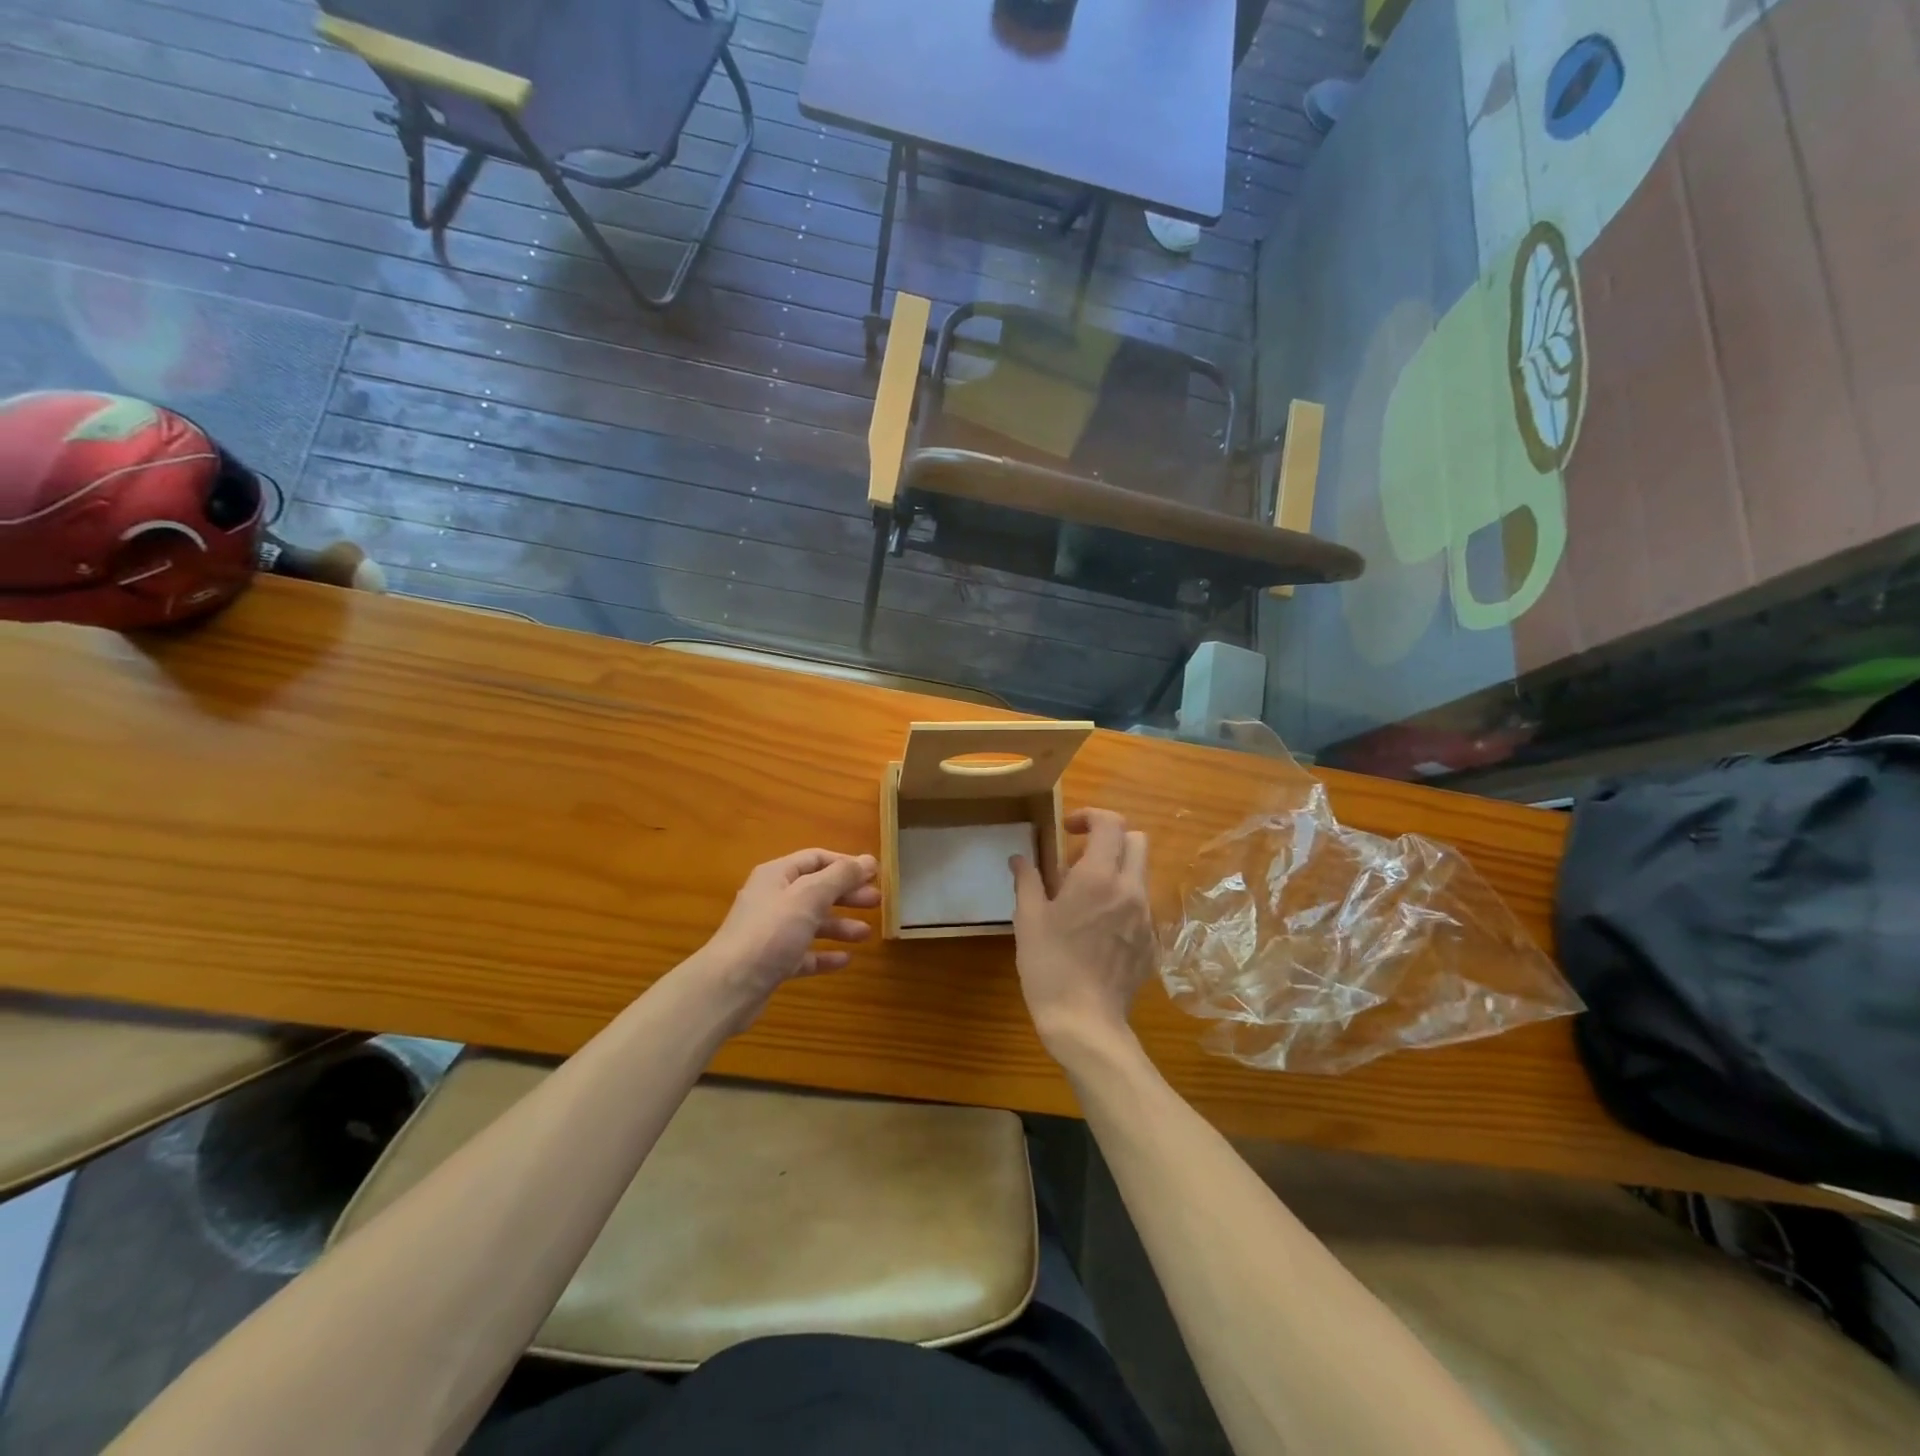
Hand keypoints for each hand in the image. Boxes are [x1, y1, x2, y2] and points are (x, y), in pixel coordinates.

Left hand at [695, 849, 879, 1024]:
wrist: (729, 988)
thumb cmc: (771, 932)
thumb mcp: (810, 896)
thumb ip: (841, 876)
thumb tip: (868, 860)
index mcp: (777, 876)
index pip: (816, 859)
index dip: (845, 864)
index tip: (874, 874)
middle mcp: (773, 899)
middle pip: (816, 890)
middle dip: (847, 895)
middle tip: (877, 902)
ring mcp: (771, 933)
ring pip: (812, 923)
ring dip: (840, 925)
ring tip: (866, 934)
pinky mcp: (772, 963)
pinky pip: (804, 954)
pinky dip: (824, 954)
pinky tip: (845, 960)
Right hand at [1010, 809, 1154, 1060]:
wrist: (1085, 1022)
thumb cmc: (1049, 966)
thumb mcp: (1028, 919)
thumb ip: (1027, 881)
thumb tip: (1020, 858)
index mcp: (1098, 877)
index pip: (1111, 824)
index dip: (1090, 817)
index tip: (1069, 830)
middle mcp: (1130, 890)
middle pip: (1137, 841)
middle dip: (1111, 839)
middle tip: (1080, 858)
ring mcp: (1146, 918)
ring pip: (1141, 874)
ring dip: (1117, 871)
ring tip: (1086, 898)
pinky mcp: (1152, 943)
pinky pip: (1142, 907)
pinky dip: (1123, 903)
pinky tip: (1099, 930)